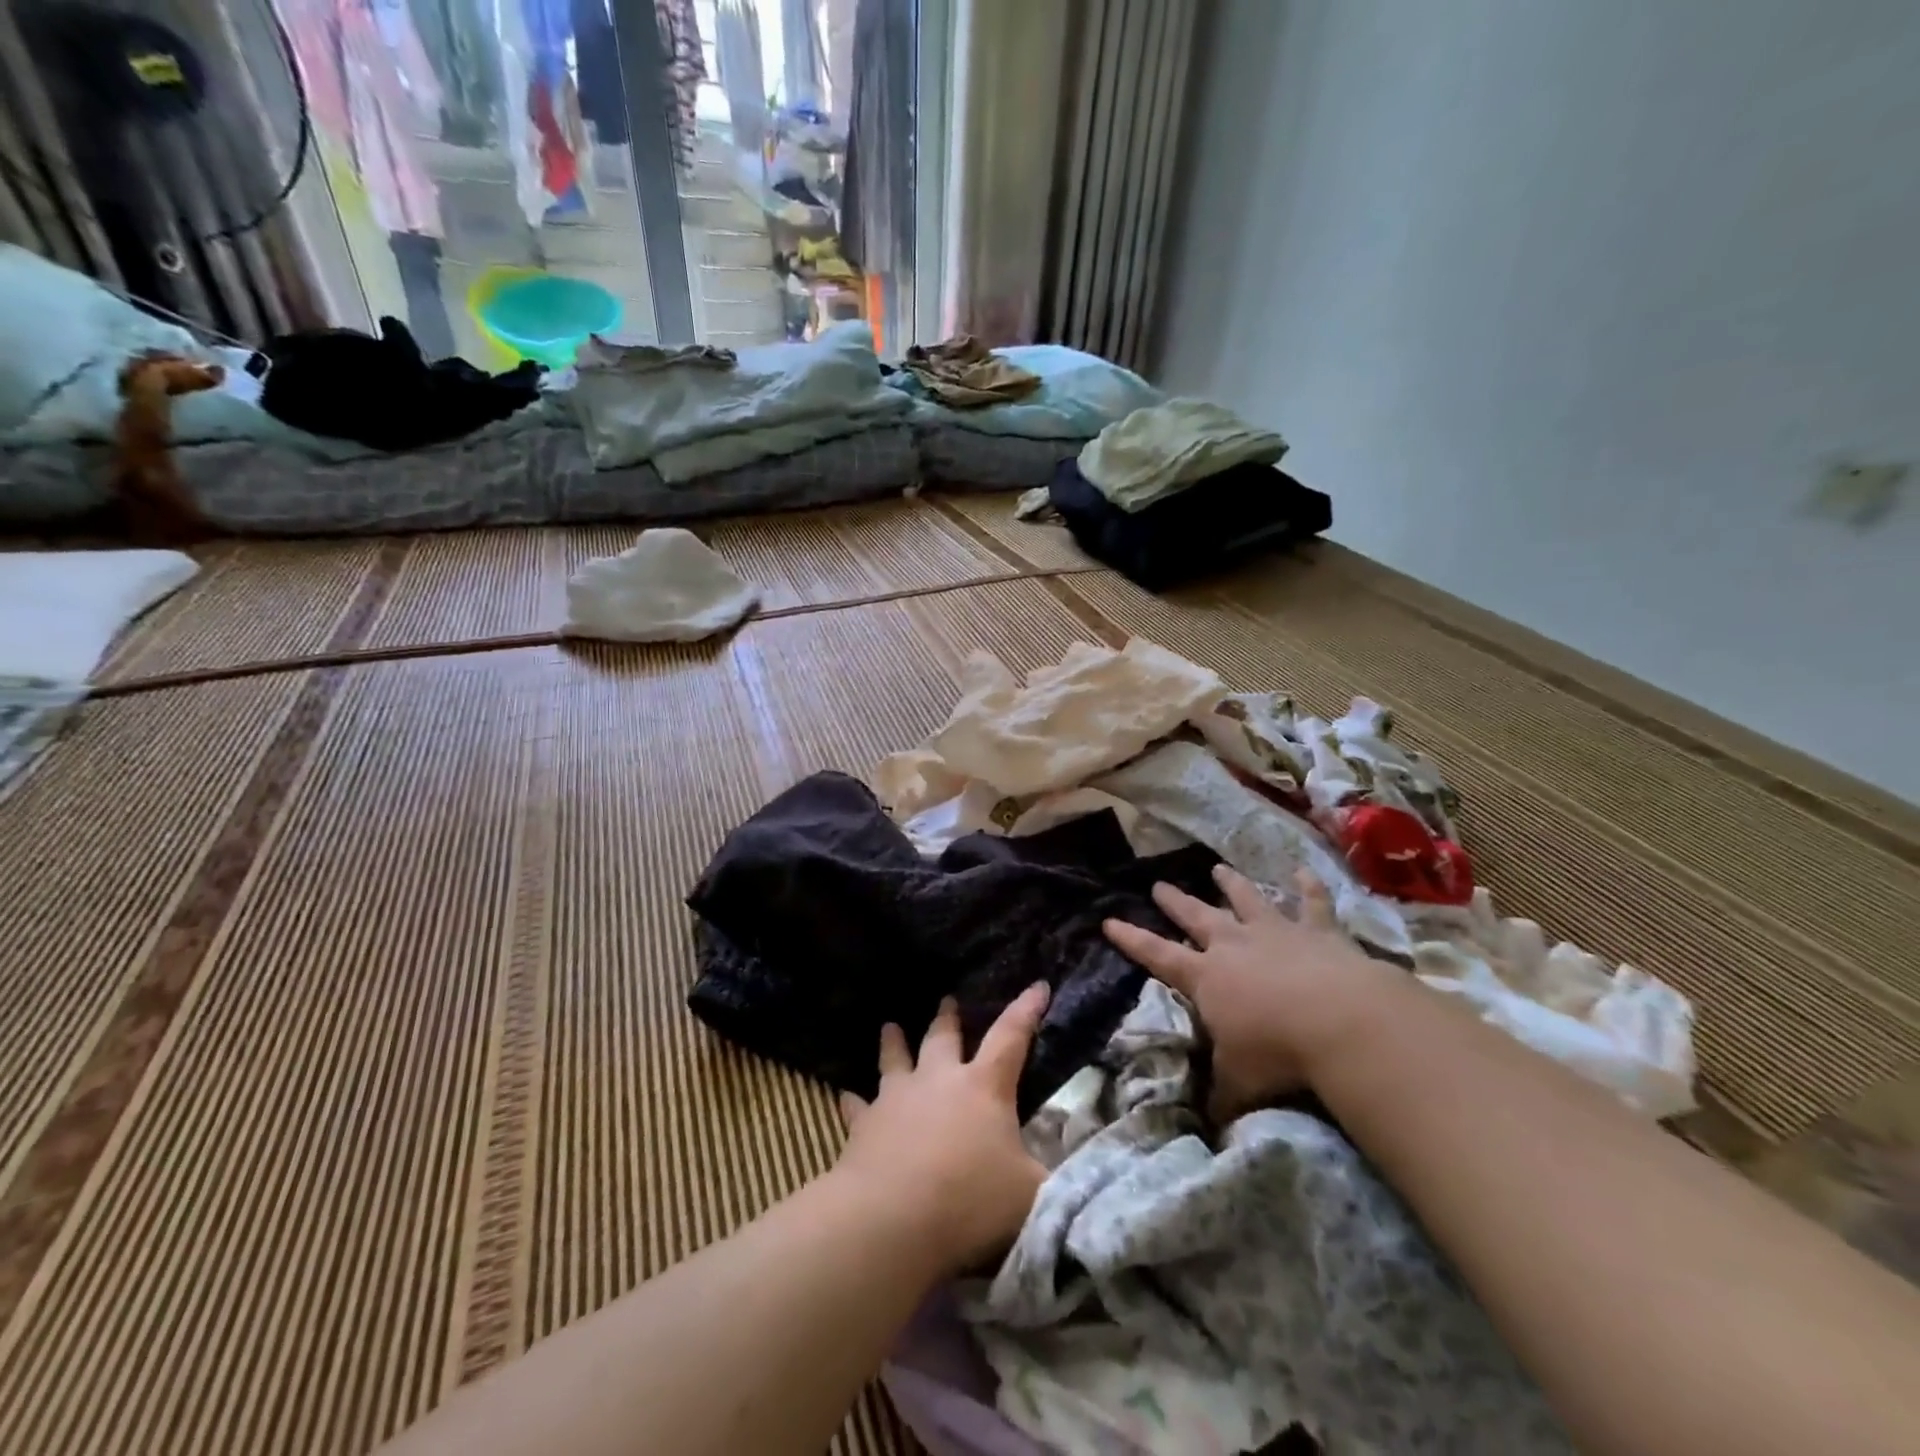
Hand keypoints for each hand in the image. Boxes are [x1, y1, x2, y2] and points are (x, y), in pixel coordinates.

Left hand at [834, 984, 1050, 1275]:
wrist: (892, 1218)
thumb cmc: (969, 1200)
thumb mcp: (1029, 1194)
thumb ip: (1049, 1180)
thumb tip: (1072, 1175)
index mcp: (984, 1087)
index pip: (1012, 1037)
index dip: (1027, 1010)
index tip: (1037, 985)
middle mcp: (939, 1080)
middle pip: (943, 1038)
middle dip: (948, 1018)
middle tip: (947, 1000)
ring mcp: (897, 1098)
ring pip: (896, 1059)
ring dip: (894, 1043)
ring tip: (890, 1027)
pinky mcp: (865, 1124)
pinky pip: (858, 1106)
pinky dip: (854, 1101)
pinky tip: (845, 1095)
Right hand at [1104, 865, 1395, 1121]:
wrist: (1341, 1020)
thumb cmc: (1278, 1052)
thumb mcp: (1240, 1082)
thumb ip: (1222, 1097)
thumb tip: (1209, 1126)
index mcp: (1206, 977)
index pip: (1157, 955)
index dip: (1131, 939)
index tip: (1109, 920)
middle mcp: (1234, 946)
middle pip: (1197, 917)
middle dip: (1175, 902)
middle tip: (1158, 884)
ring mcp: (1276, 933)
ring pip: (1247, 900)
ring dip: (1232, 884)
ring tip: (1219, 868)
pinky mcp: (1318, 932)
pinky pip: (1313, 903)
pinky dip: (1309, 887)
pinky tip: (1304, 871)